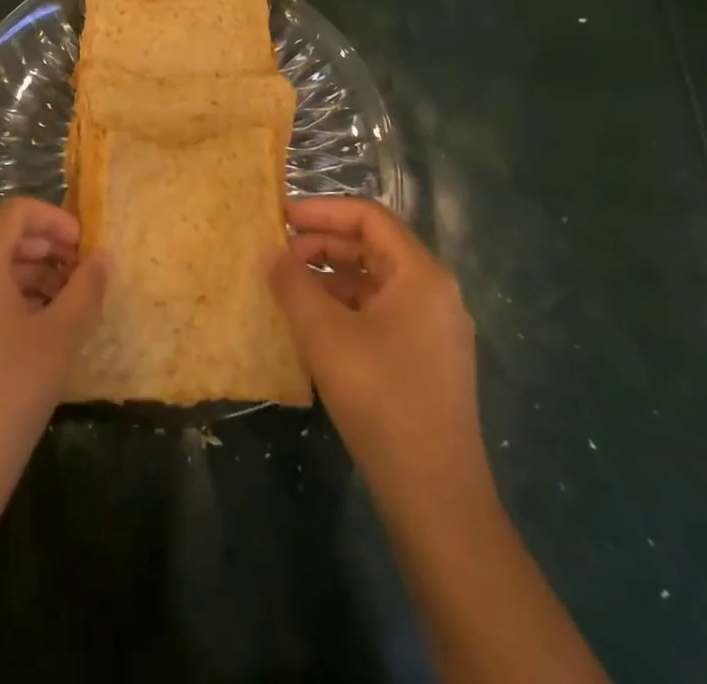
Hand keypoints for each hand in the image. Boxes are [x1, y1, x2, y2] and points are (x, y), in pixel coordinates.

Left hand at [0, 198, 108, 545]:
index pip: (15, 212)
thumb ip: (86, 289)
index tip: (85, 246)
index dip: (55, 219)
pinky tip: (39, 328)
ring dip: (32, 274)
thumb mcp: (60, 338)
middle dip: (46, 247)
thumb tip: (102, 258)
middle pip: (1, 237)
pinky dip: (10, 297)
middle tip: (83, 274)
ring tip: (68, 303)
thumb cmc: (9, 395)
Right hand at [268, 199, 494, 511]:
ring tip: (287, 287)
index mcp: (421, 274)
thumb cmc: (381, 399)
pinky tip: (312, 324)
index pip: (368, 217)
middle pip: (373, 247)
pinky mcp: (426, 360)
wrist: (436, 497)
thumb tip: (270, 251)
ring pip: (375, 282)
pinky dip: (345, 307)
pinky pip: (380, 313)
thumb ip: (293, 284)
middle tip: (277, 253)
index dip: (321, 210)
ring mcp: (433, 329)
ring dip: (330, 277)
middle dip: (322, 244)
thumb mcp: (325, 335)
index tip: (280, 216)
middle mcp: (434, 292)